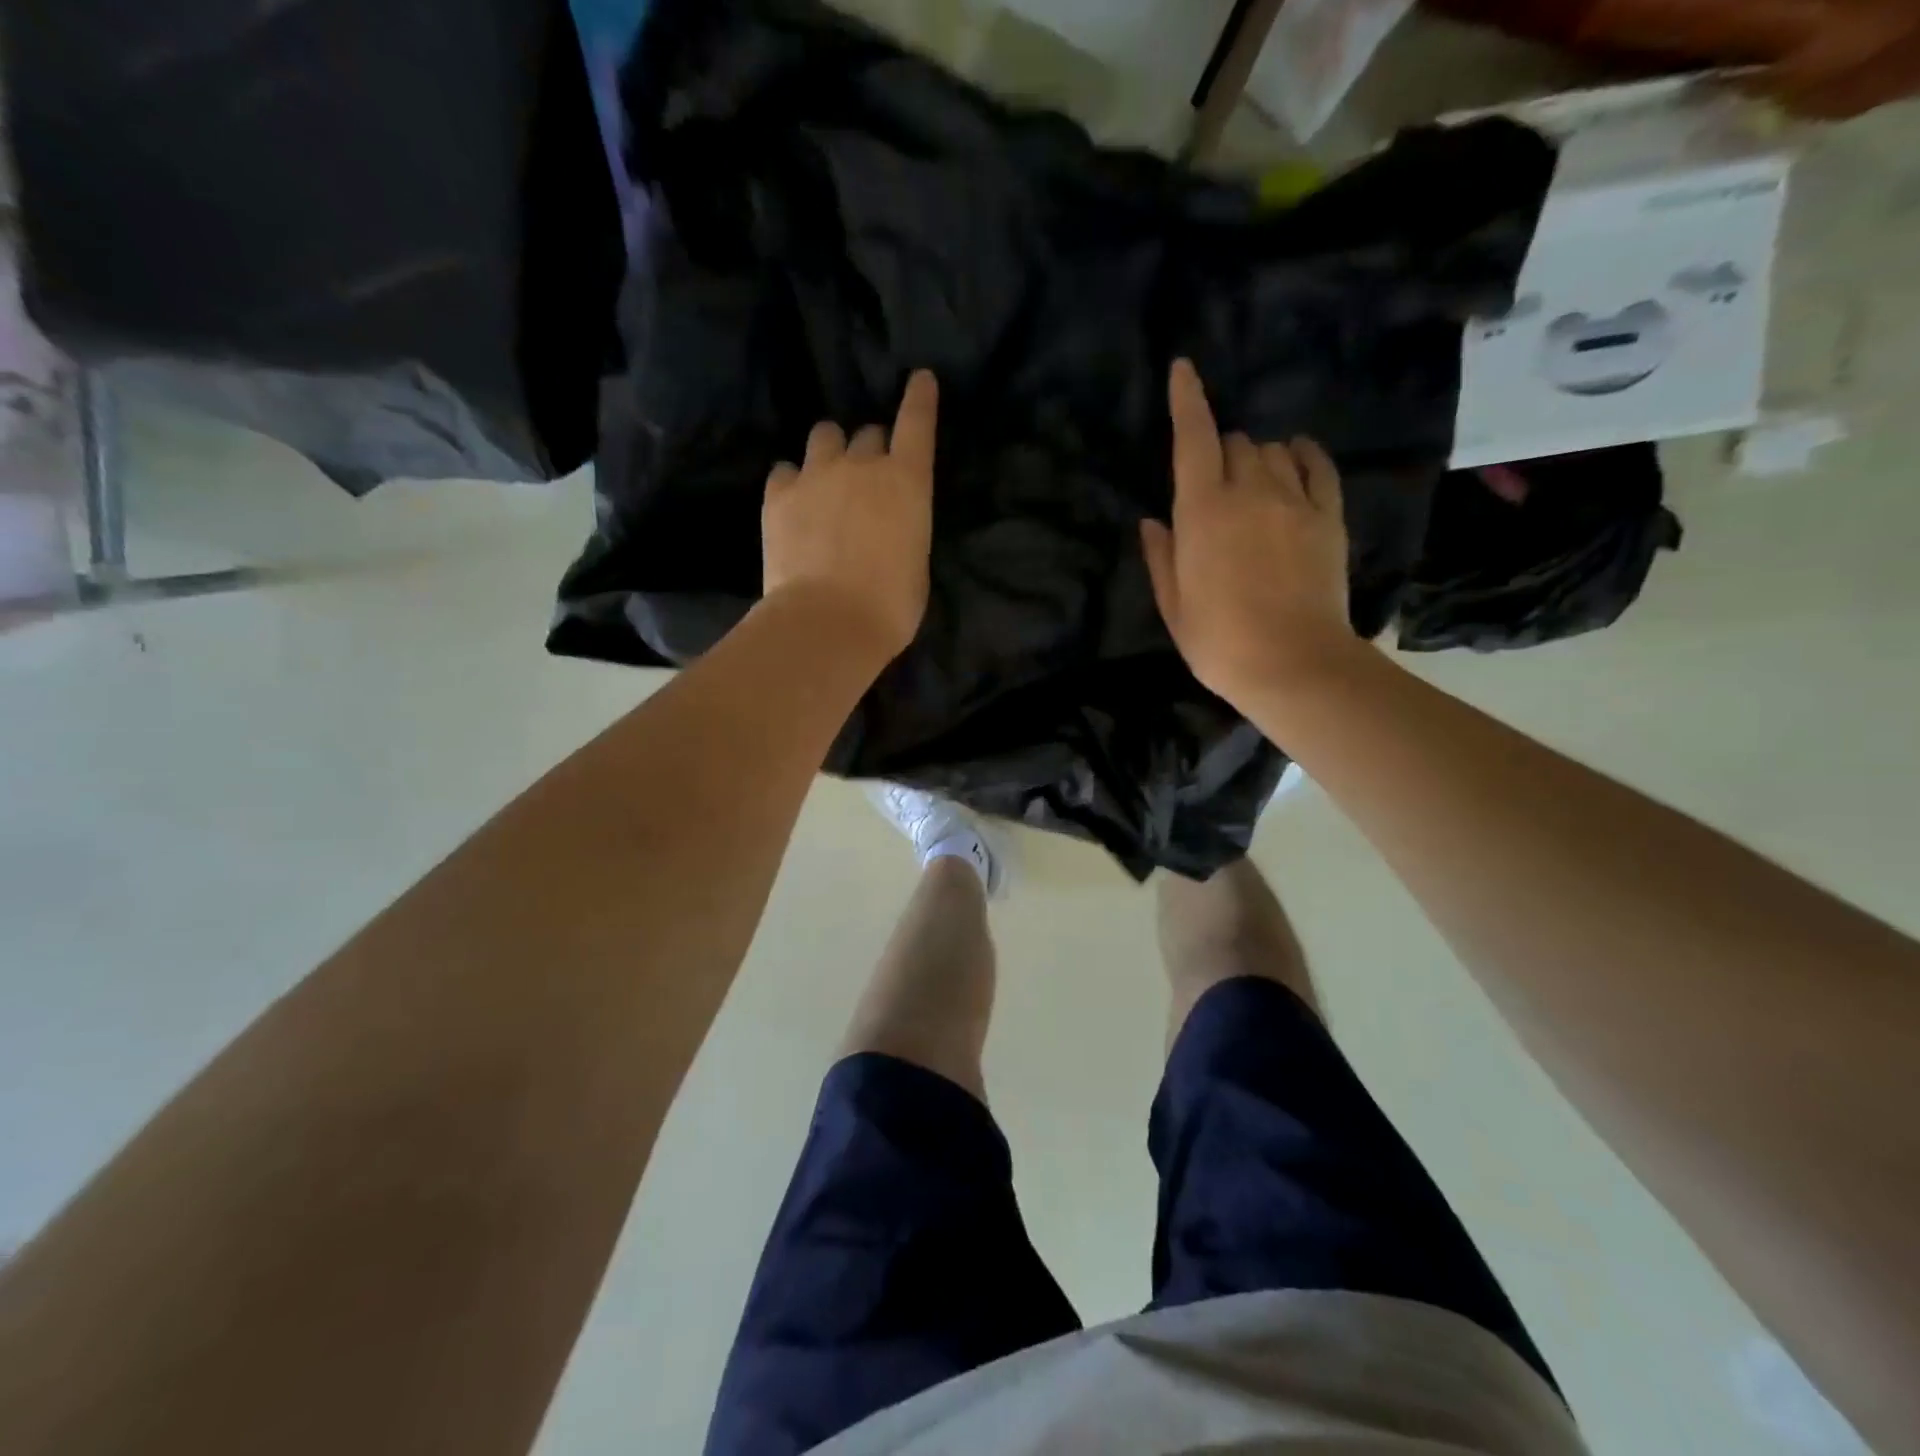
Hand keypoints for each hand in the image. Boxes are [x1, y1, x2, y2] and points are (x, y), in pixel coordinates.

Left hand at [763, 370, 937, 663]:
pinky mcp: (778, 495)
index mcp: (907, 482)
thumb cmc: (890, 605)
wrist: (828, 622)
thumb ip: (904, 528)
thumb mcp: (915, 563)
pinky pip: (785, 470)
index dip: (920, 398)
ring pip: (824, 437)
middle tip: (867, 480)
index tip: (920, 379)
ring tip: (825, 481)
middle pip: (868, 434)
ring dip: (830, 452)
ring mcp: (815, 475)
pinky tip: (794, 502)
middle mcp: (862, 465)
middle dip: (871, 450)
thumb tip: (888, 526)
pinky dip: (793, 481)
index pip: (917, 423)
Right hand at [1140, 359, 1355, 706]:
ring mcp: (1294, 499)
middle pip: (1236, 442)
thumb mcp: (1173, 605)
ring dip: (1258, 458)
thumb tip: (1153, 520)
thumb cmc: (1219, 641)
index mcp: (1201, 511)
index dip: (1186, 399)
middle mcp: (1248, 491)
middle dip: (1221, 452)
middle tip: (1215, 487)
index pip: (1192, 437)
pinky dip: (1303, 456)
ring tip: (1254, 488)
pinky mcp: (1329, 515)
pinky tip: (1296, 460)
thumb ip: (1161, 556)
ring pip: (1274, 450)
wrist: (1292, 664)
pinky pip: (1317, 465)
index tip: (1182, 367)